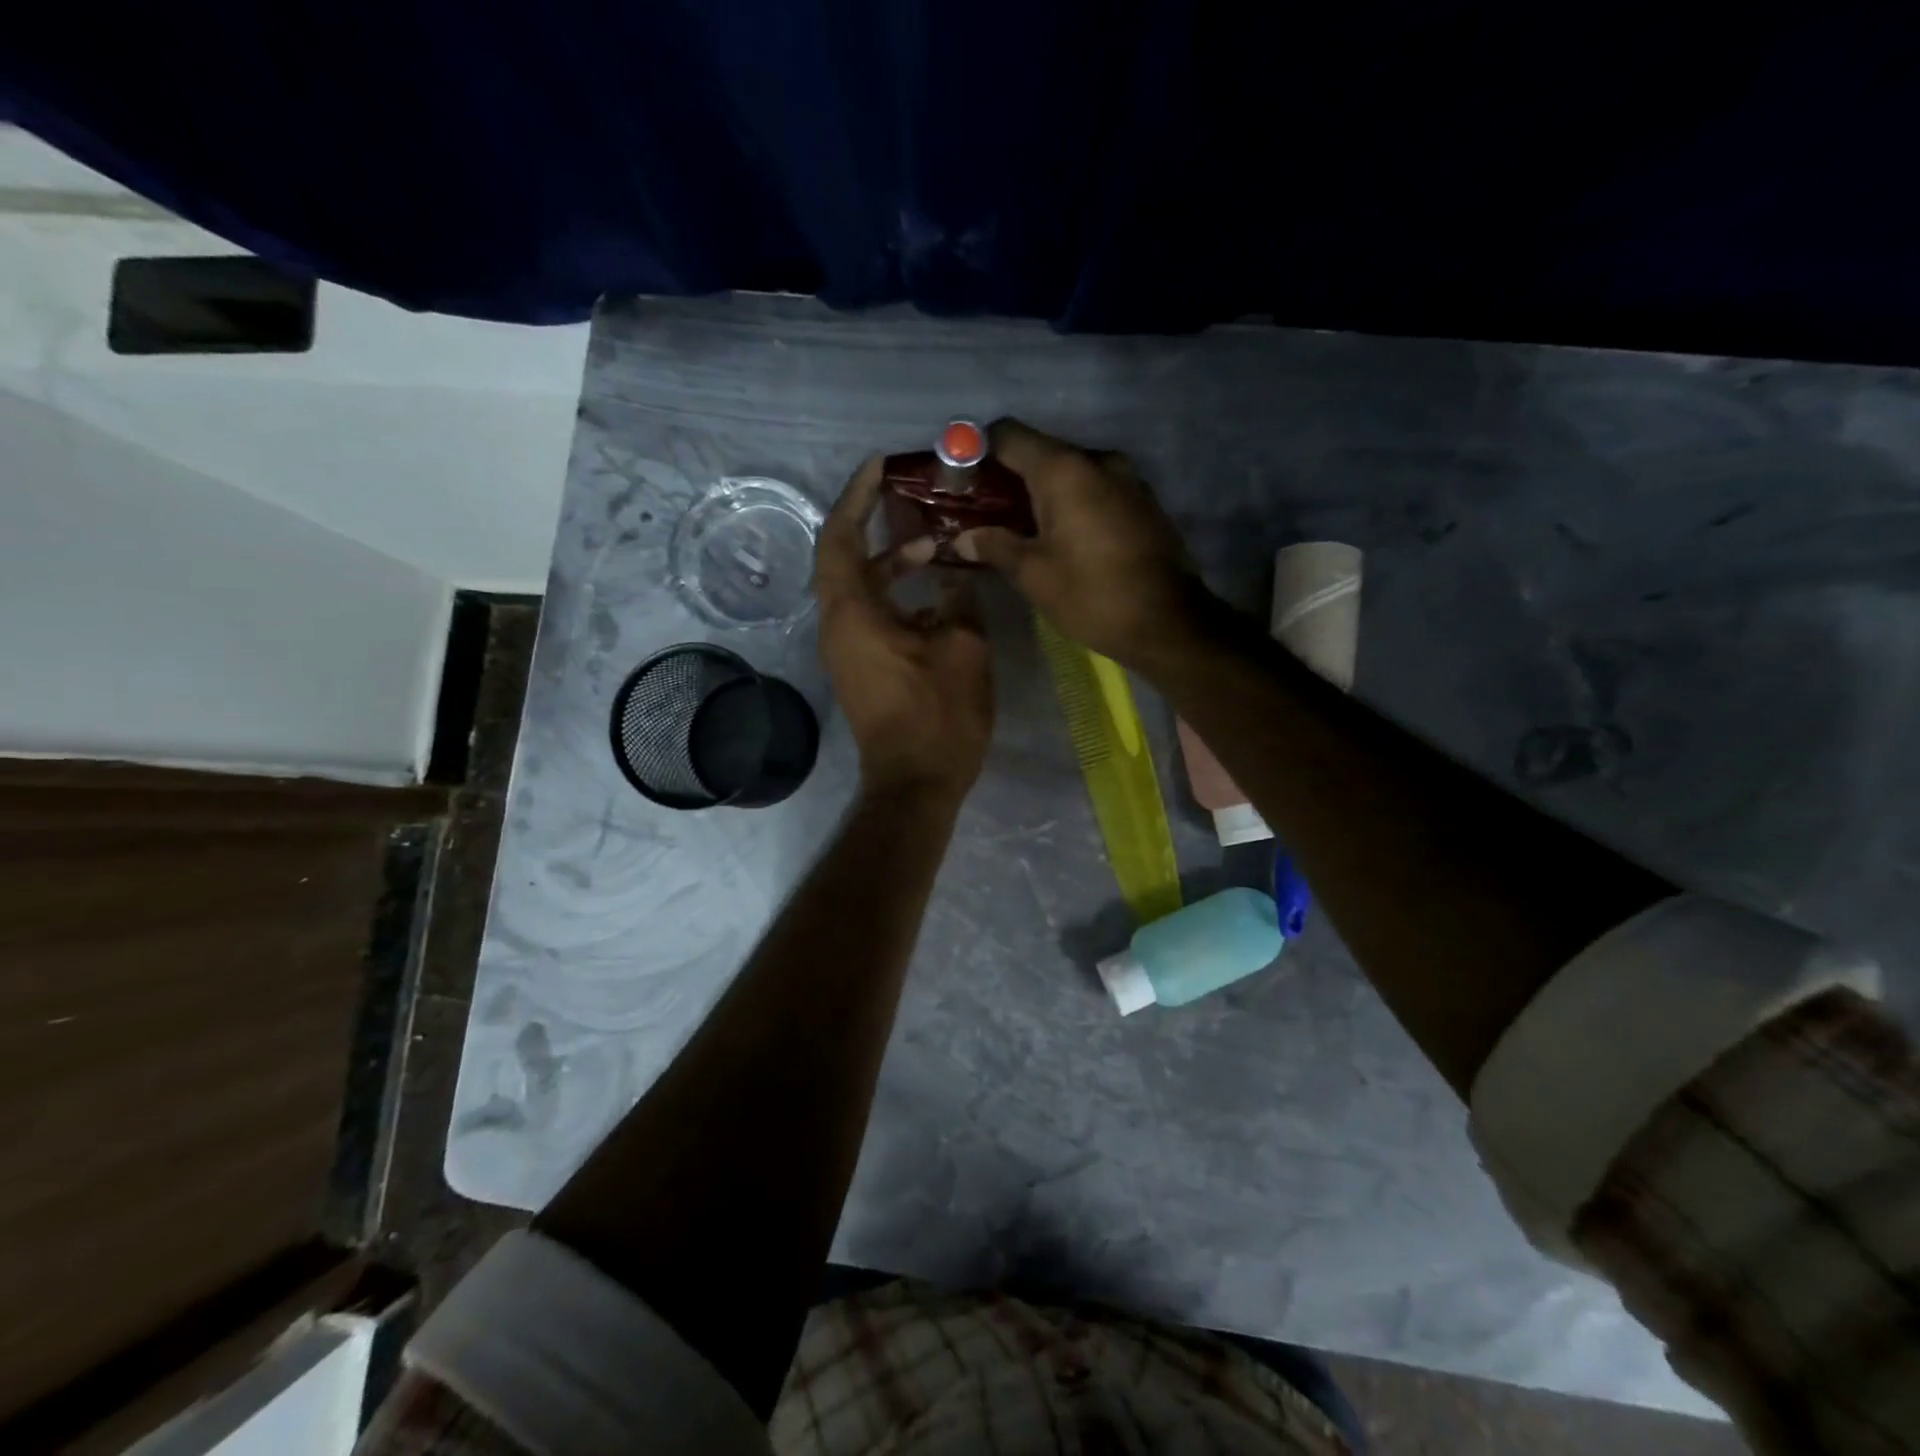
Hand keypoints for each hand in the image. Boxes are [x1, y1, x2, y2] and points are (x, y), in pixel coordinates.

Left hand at [816, 457, 994, 803]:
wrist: (916, 783)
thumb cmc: (938, 715)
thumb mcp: (962, 648)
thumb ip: (959, 601)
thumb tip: (955, 580)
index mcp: (852, 612)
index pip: (841, 536)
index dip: (857, 496)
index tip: (880, 466)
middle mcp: (838, 625)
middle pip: (845, 557)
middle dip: (875, 523)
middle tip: (910, 498)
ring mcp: (847, 650)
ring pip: (861, 588)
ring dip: (892, 563)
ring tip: (934, 547)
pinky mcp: (861, 668)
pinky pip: (871, 614)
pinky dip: (896, 595)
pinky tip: (935, 595)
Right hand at [952, 419, 1209, 666]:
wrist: (1169, 622)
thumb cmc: (1091, 595)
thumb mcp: (1033, 575)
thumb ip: (995, 546)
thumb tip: (963, 537)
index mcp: (1064, 470)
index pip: (1008, 435)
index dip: (978, 451)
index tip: (963, 481)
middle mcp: (1097, 461)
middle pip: (1041, 452)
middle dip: (1011, 477)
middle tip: (987, 512)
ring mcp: (1127, 478)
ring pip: (1072, 473)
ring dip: (1045, 493)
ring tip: (1025, 528)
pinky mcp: (1144, 501)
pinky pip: (1097, 490)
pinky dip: (1075, 503)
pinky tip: (1065, 537)